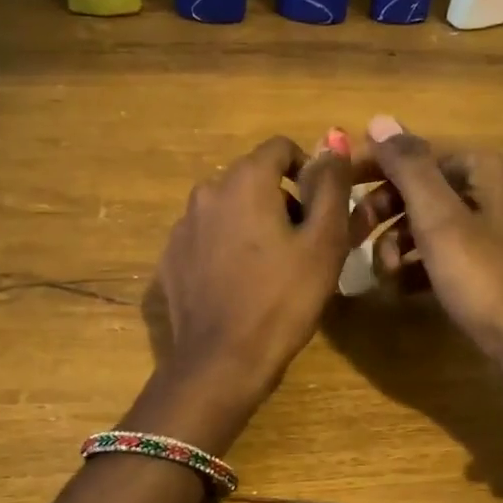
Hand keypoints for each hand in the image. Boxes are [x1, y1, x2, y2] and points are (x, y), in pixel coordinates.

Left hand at [154, 134, 356, 415]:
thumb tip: (332, 141)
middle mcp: (206, 192)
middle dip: (280, 201)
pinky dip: (225, 249)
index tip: (321, 209)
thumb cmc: (282, 300)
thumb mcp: (323, 242)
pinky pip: (206, 239)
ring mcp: (182, 227)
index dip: (307, 171)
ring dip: (251, 225)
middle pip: (252, 179)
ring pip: (227, 210)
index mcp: (244, 180)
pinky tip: (238, 286)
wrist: (222, 361)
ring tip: (270, 269)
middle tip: (302, 246)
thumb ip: (330, 185)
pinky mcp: (170, 259)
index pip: (280, 148)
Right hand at [355, 114, 502, 401]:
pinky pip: (426, 254)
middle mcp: (477, 191)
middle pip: (410, 189)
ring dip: (390, 246)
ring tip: (383, 274)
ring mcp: (474, 229)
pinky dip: (409, 268)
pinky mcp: (470, 264)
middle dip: (379, 213)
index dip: (371, 167)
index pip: (410, 153)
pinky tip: (399, 288)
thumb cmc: (481, 275)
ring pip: (414, 224)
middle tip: (349, 237)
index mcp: (476, 170)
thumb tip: (379, 119)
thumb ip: (408, 167)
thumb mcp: (439, 218)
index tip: (335, 187)